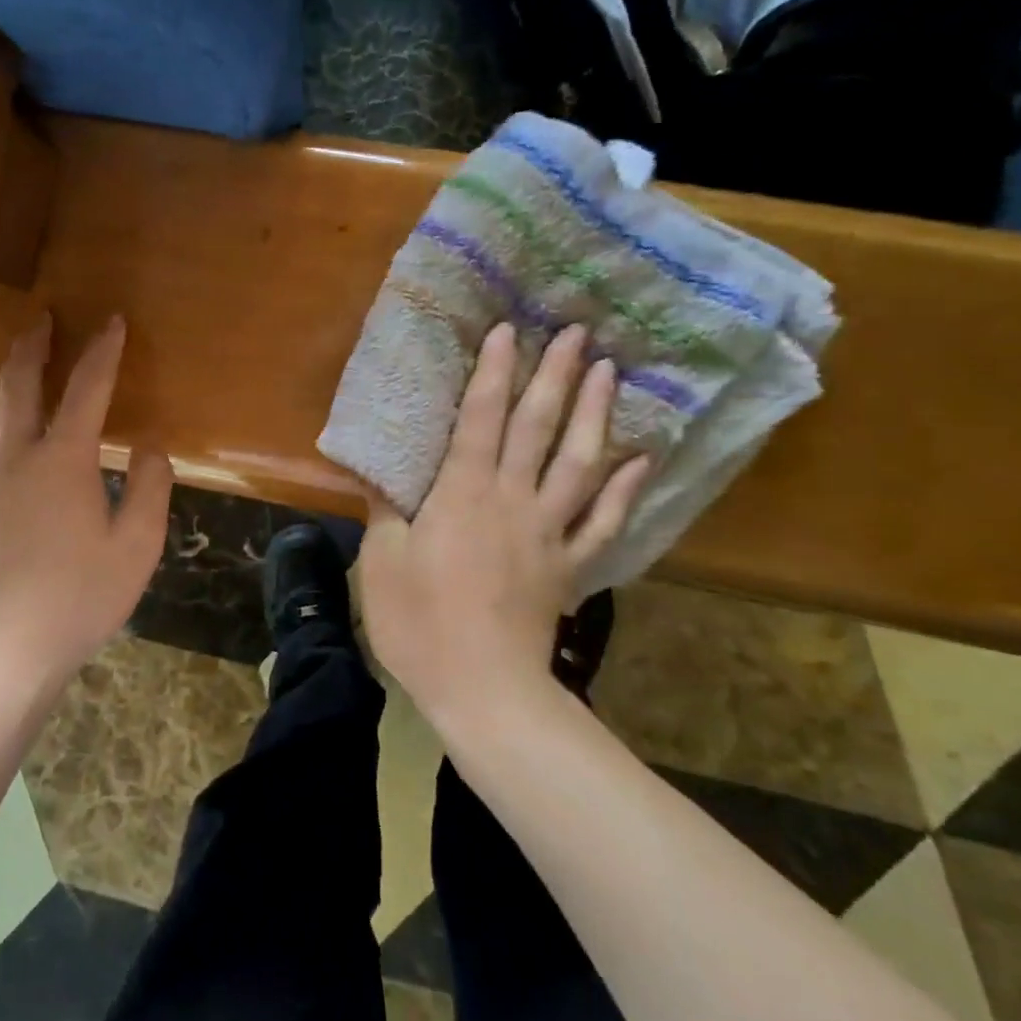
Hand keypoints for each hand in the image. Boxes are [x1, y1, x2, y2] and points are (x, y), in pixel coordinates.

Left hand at [0, 313, 173, 683]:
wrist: (8, 644)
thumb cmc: (81, 595)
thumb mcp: (137, 544)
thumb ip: (149, 486)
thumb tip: (148, 447)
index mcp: (63, 459)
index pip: (87, 388)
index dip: (103, 352)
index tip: (112, 322)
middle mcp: (18, 456)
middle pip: (20, 384)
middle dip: (33, 346)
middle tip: (42, 317)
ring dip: (10, 378)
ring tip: (22, 362)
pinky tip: (2, 433)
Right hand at [357, 322, 650, 726]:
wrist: (483, 690)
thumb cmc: (420, 624)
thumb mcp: (382, 563)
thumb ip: (384, 510)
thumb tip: (377, 469)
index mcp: (462, 494)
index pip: (480, 419)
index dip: (493, 373)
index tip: (508, 330)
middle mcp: (512, 501)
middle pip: (538, 428)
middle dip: (555, 376)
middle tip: (577, 332)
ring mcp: (549, 533)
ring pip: (579, 462)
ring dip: (595, 414)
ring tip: (609, 373)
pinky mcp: (570, 567)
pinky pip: (605, 521)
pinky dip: (626, 490)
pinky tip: (643, 460)